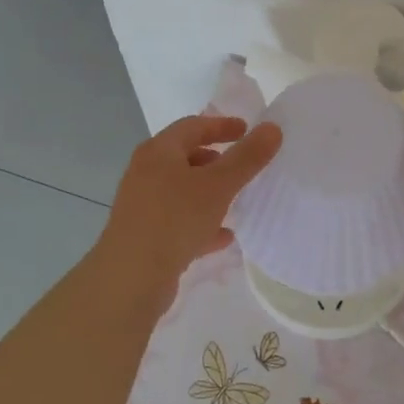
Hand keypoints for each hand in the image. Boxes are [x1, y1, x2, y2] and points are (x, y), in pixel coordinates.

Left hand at [93, 115, 282, 304]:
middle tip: (244, 166)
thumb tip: (272, 128)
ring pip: (183, 191)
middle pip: (185, 157)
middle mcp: (146, 172)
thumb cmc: (175, 219)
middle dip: (216, 160)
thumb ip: (247, 157)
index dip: (222, 125)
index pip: (193, 126)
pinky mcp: (146, 235)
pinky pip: (179, 221)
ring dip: (210, 192)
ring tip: (238, 200)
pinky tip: (225, 237)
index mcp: (159, 151)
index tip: (248, 130)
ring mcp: (143, 205)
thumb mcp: (218, 185)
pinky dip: (202, 223)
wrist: (131, 278)